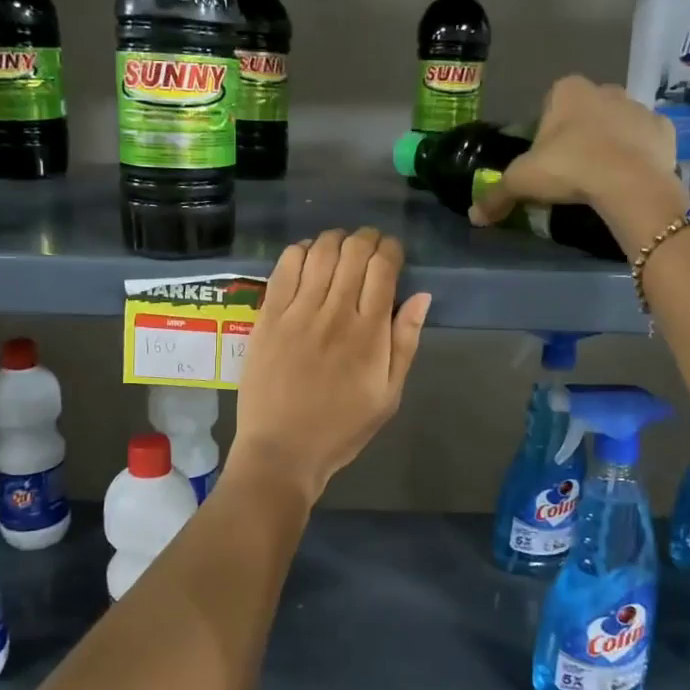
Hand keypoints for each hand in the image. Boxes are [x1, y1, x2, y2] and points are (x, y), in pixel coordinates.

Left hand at [231, 228, 430, 503]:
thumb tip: (421, 296)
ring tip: (339, 246)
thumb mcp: (389, 395)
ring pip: (320, 252)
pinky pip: (284, 268)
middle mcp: (334, 313)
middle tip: (368, 245)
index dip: (391, 249)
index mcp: (369, 332)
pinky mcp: (268, 316)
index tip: (392, 252)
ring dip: (334, 239)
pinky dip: (299, 251)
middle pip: (353, 252)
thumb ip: (406, 342)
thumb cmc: (341, 427)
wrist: (283, 450)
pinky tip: (306, 257)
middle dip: (366, 239)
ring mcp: (298, 312)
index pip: (384, 267)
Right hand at [470, 76, 687, 229]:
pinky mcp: (664, 130)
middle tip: (569, 173)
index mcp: (567, 90)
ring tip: (598, 180)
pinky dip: (636, 156)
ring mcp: (638, 107)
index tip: (545, 162)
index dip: (544, 134)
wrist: (629, 183)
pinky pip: (643, 141)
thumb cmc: (569, 169)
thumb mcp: (521, 183)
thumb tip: (474, 217)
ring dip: (607, 145)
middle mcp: (605, 89)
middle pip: (584, 113)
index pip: (549, 105)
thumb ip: (495, 195)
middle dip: (577, 136)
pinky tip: (626, 180)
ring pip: (615, 125)